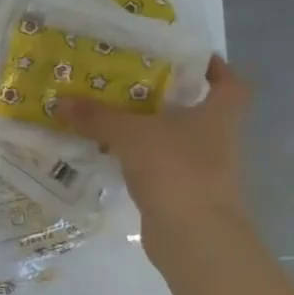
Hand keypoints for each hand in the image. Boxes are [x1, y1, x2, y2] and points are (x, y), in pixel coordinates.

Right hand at [55, 56, 252, 232]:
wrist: (194, 236)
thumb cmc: (175, 169)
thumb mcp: (130, 134)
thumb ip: (97, 116)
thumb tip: (62, 100)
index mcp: (218, 116)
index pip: (231, 84)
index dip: (216, 68)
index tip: (188, 58)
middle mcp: (217, 140)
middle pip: (198, 110)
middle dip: (167, 96)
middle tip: (129, 81)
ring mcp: (203, 170)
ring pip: (175, 139)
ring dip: (149, 128)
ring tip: (111, 114)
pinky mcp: (183, 193)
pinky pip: (159, 165)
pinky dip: (139, 158)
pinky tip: (111, 152)